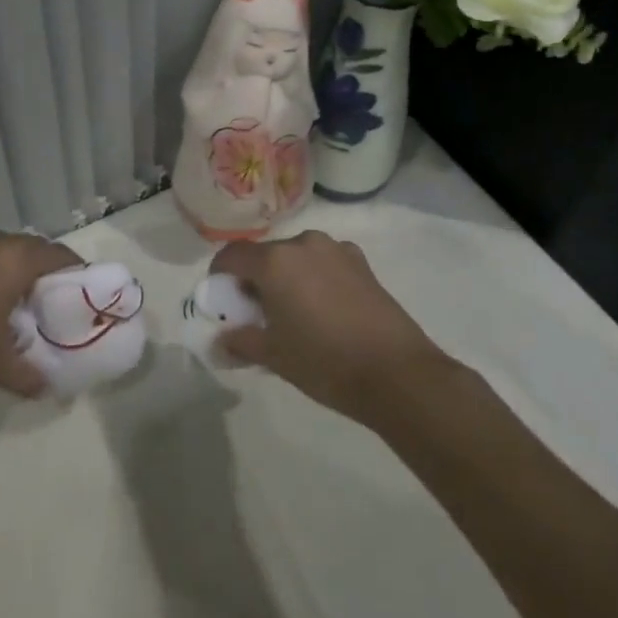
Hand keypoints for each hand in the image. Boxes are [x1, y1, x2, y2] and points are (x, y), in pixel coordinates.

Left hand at [0, 233, 82, 397]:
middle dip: (41, 264)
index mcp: (12, 263)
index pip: (55, 254)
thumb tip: (47, 387)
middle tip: (47, 292)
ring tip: (10, 294)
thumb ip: (26, 374)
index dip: (71, 266)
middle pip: (27, 245)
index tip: (79, 283)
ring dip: (8, 264)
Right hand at [214, 231, 457, 423]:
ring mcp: (336, 250)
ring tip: (293, 312)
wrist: (397, 374)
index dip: (220, 274)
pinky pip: (324, 263)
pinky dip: (315, 278)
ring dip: (287, 277)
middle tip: (256, 312)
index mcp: (274, 261)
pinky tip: (325, 310)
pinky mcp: (361, 263)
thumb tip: (219, 340)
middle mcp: (303, 244)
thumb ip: (240, 341)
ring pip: (297, 257)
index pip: (232, 255)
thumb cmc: (325, 362)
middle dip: (255, 278)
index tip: (220, 297)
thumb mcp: (274, 356)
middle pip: (266, 255)